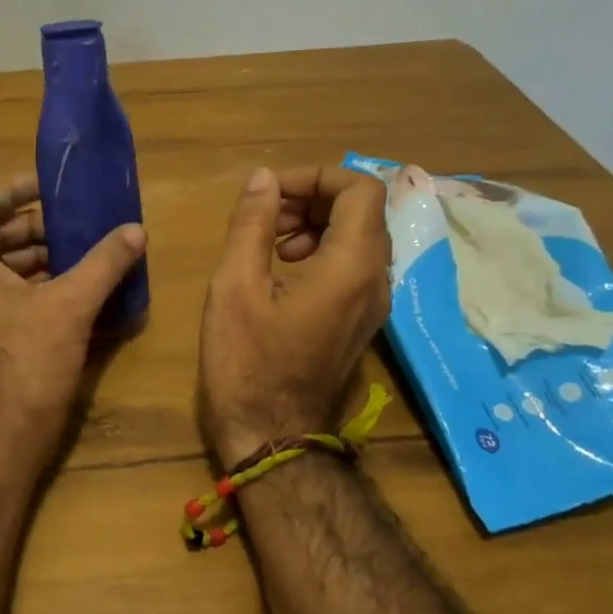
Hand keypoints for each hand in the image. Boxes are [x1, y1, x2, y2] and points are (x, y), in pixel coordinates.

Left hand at [0, 174, 146, 453]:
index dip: (13, 189)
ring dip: (40, 256)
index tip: (49, 186)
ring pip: (1, 267)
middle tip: (78, 222)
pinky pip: (5, 293)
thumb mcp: (70, 304)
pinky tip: (76, 286)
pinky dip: (36, 284)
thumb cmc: (27, 359)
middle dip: (36, 227)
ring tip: (85, 252)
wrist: (2, 435)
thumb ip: (104, 262)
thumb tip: (136, 230)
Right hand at [198, 166, 392, 467]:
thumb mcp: (236, 286)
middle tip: (264, 215)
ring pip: (358, 238)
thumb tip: (263, 178)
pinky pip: (352, 266)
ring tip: (267, 242)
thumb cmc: (248, 362)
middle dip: (311, 199)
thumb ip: (251, 225)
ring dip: (314, 224)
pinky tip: (279, 270)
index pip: (361, 189)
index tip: (270, 191)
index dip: (315, 177)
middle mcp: (376, 280)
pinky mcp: (360, 321)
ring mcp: (373, 304)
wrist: (272, 436)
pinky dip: (320, 251)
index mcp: (352, 266)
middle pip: (362, 211)